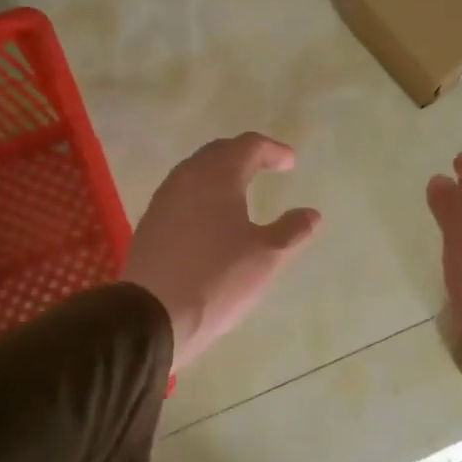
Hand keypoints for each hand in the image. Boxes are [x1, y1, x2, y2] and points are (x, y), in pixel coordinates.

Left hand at [122, 133, 320, 372]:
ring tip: (240, 189)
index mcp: (218, 177)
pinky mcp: (150, 223)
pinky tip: (210, 217)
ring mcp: (163, 200)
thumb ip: (291, 230)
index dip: (272, 150)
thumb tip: (311, 214)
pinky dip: (202, 194)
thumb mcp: (266, 256)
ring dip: (220, 173)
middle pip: (218, 152)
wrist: (153, 315)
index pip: (248, 146)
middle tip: (266, 166)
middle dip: (244, 154)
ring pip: (195, 172)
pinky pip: (181, 194)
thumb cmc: (217, 278)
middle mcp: (186, 178)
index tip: (290, 163)